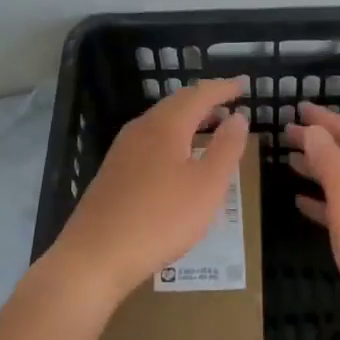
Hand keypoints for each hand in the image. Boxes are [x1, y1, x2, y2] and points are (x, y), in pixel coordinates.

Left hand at [46, 80, 249, 312]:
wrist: (96, 254)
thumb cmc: (160, 219)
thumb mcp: (207, 187)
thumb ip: (226, 149)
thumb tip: (238, 116)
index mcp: (166, 126)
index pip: (199, 95)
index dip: (223, 88)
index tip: (243, 85)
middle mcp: (141, 129)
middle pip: (176, 104)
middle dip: (204, 101)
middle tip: (228, 103)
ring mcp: (123, 149)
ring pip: (161, 122)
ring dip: (188, 120)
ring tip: (209, 128)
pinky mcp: (114, 171)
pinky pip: (150, 141)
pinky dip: (172, 138)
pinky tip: (178, 159)